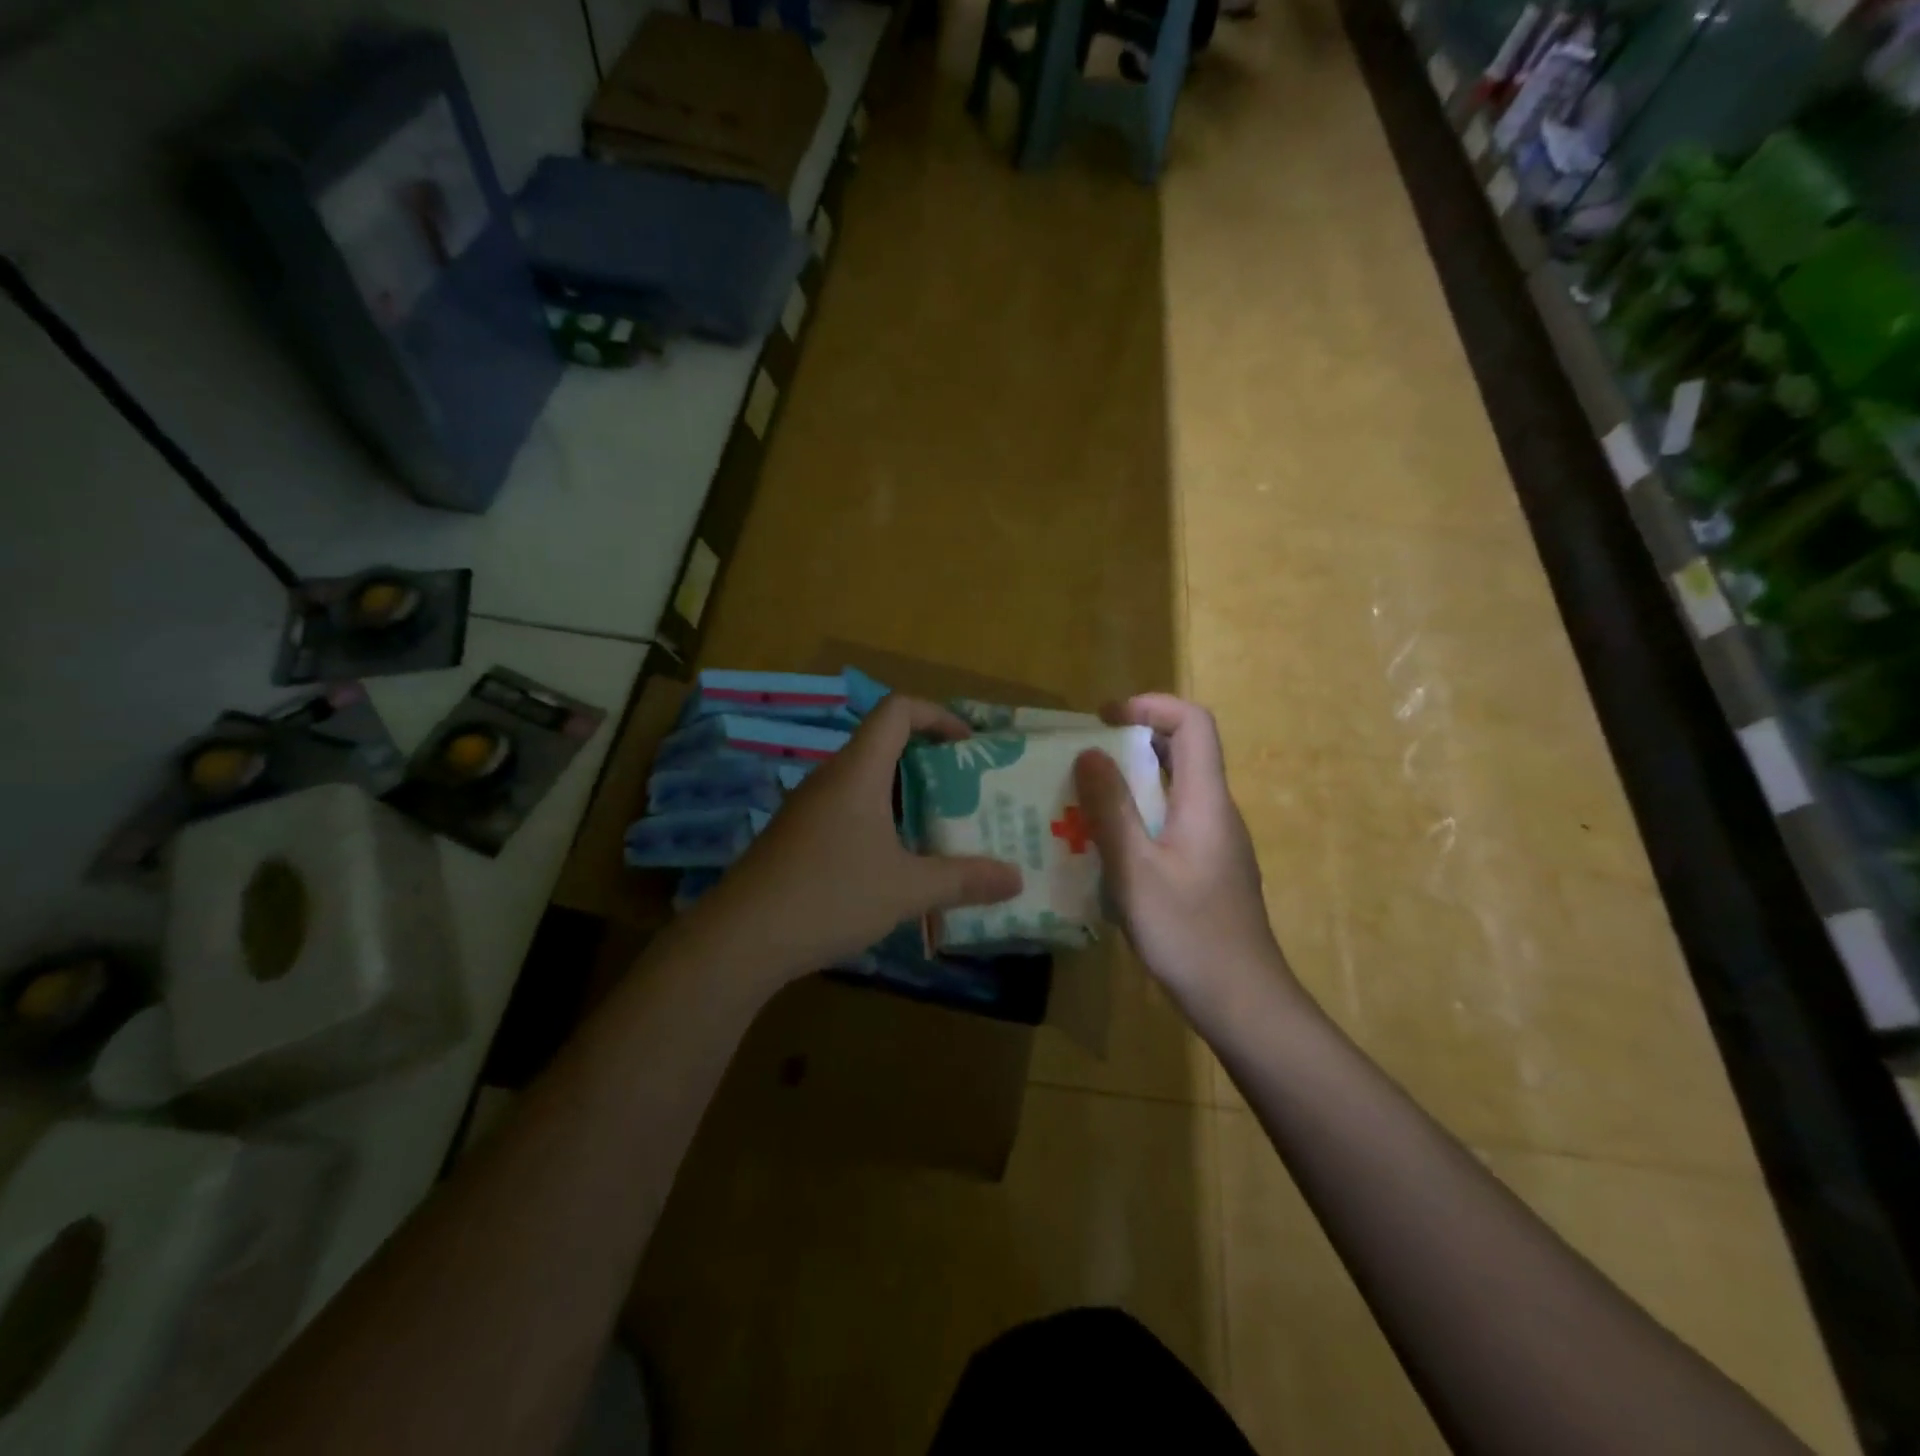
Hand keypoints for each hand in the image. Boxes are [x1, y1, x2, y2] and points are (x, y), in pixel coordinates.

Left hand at [687, 695, 1022, 982]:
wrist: (741, 939)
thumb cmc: (830, 896)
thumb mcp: (906, 890)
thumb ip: (963, 879)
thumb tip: (1016, 878)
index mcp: (857, 771)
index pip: (897, 710)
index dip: (937, 715)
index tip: (968, 745)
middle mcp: (830, 778)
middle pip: (883, 744)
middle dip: (929, 762)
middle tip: (965, 793)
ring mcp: (807, 807)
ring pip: (865, 782)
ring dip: (904, 797)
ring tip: (939, 829)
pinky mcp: (795, 836)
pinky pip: (846, 810)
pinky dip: (878, 821)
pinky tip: (893, 864)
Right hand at [1073, 695, 1294, 1016]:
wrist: (1243, 1002)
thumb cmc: (1189, 934)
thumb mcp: (1136, 871)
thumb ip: (1111, 809)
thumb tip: (1089, 752)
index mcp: (1206, 801)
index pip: (1193, 723)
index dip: (1151, 706)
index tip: (1103, 719)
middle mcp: (1216, 812)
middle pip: (1182, 752)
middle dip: (1130, 743)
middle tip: (1081, 760)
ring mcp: (1215, 843)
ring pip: (1174, 790)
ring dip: (1130, 784)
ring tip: (1081, 802)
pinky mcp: (1207, 869)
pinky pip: (1171, 823)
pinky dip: (1138, 818)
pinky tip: (1106, 850)